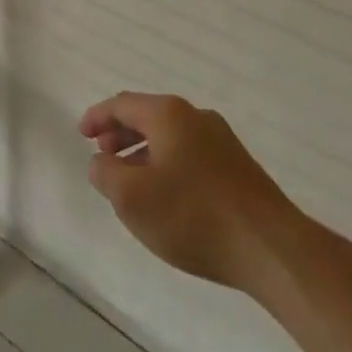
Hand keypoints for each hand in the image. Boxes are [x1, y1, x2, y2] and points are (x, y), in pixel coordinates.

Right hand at [82, 92, 297, 291]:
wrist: (270, 247)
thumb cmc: (192, 215)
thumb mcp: (132, 198)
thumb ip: (106, 174)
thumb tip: (101, 162)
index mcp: (169, 114)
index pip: (122, 104)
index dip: (97, 117)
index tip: (82, 134)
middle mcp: (196, 117)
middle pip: (148, 116)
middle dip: (121, 133)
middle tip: (103, 155)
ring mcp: (222, 141)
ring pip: (171, 136)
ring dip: (144, 151)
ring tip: (130, 180)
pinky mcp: (238, 167)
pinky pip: (190, 154)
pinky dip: (167, 163)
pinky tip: (166, 196)